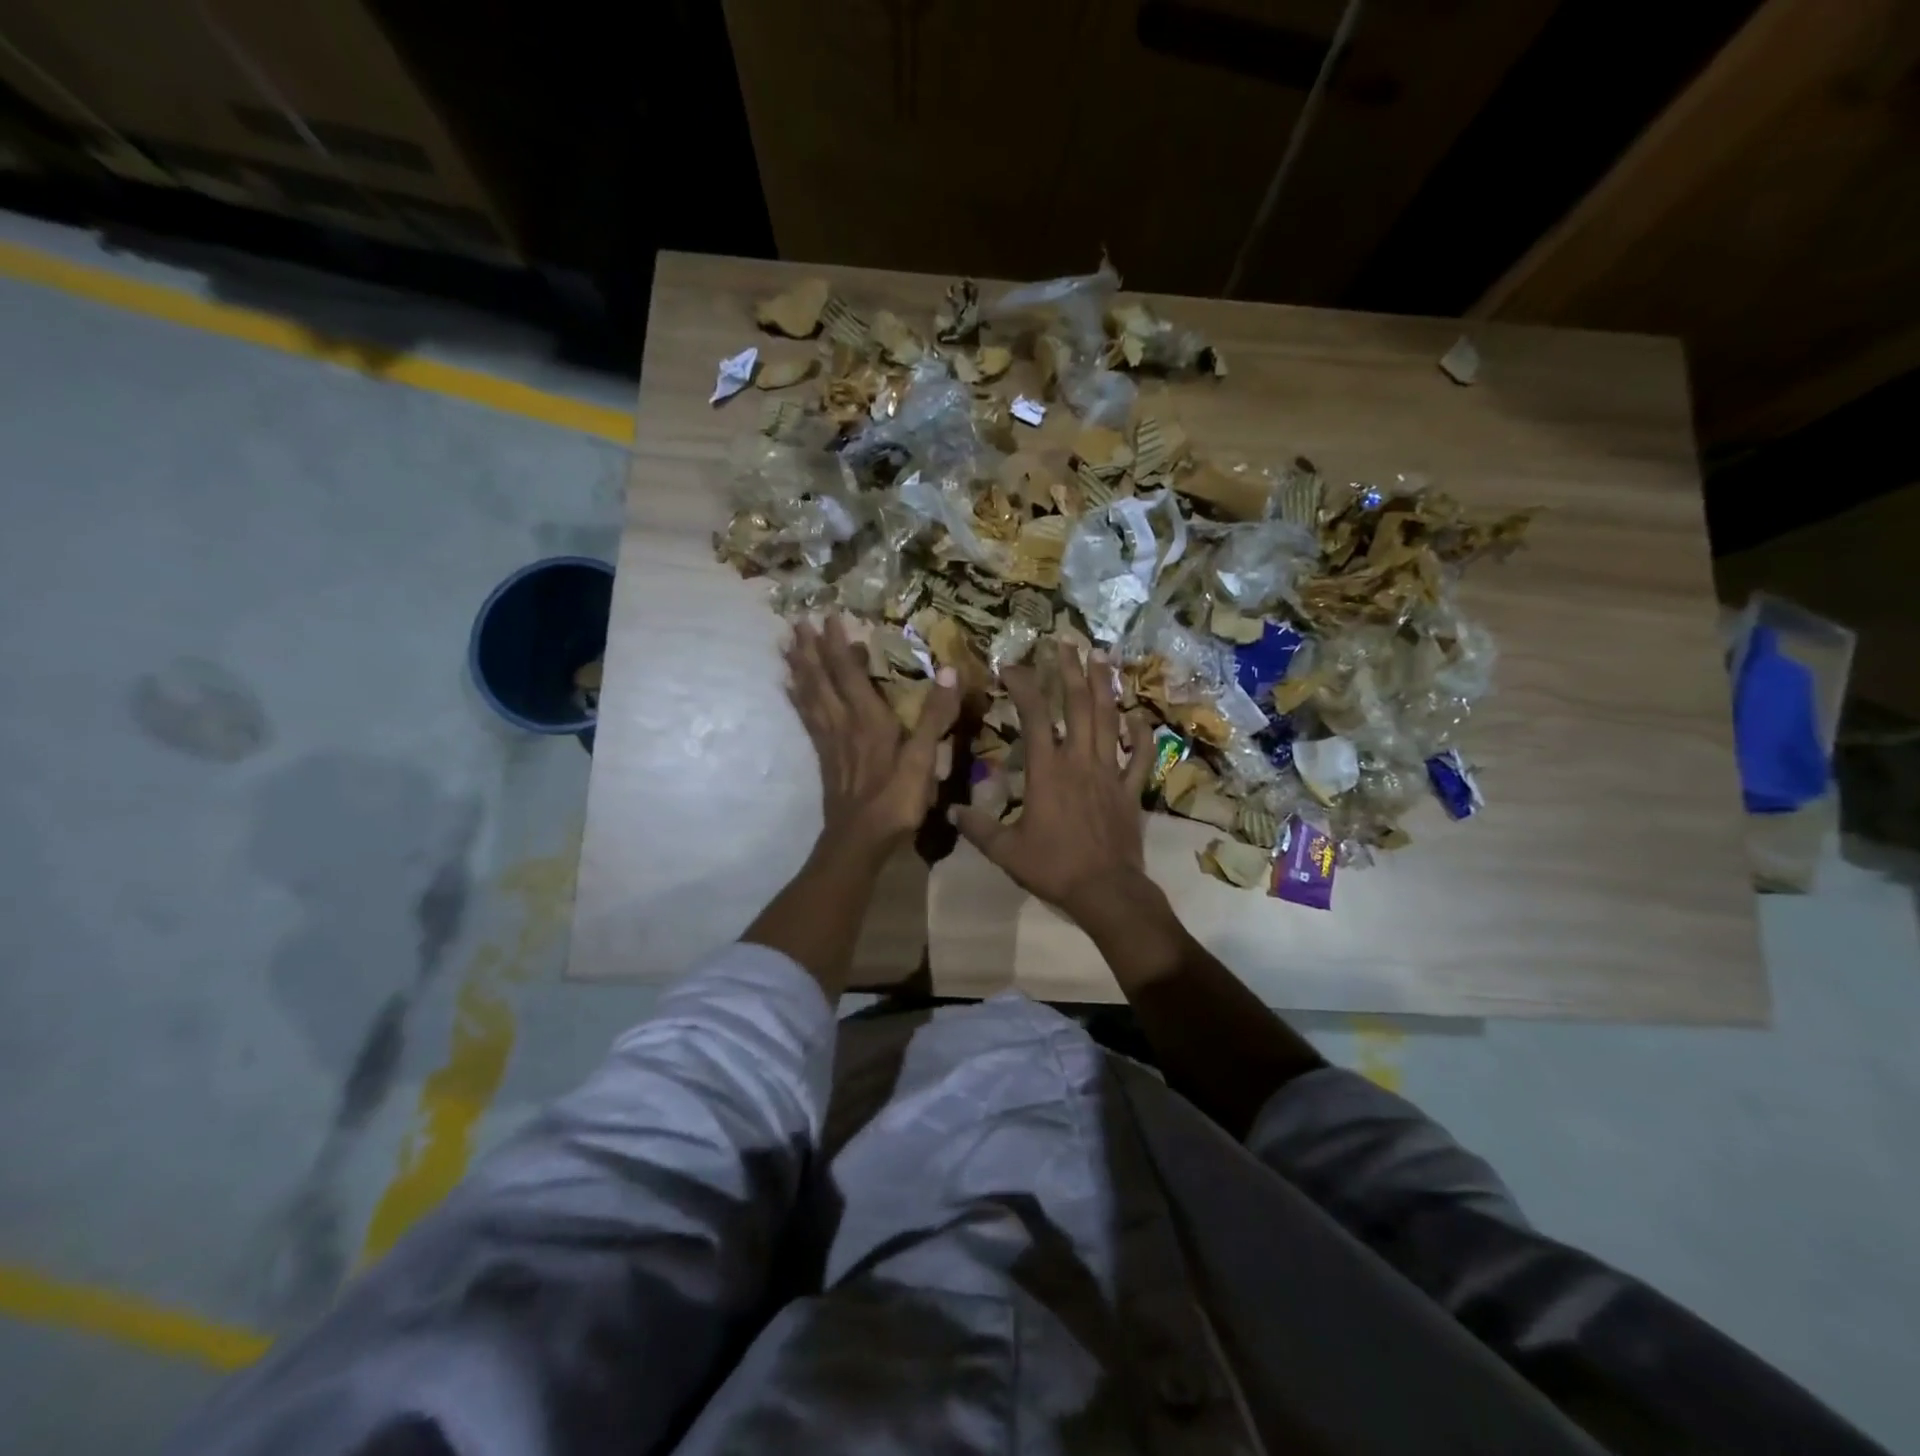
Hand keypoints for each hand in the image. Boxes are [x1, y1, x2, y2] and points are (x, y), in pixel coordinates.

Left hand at [785, 615, 959, 855]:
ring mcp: (830, 741)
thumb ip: (935, 715)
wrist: (859, 841)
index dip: (838, 644)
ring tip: (786, 646)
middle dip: (810, 649)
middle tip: (796, 622)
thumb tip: (950, 671)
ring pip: (809, 696)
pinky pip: (807, 719)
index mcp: (868, 719)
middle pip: (821, 679)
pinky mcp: (824, 757)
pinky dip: (797, 700)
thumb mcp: (924, 759)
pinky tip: (790, 689)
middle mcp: (843, 722)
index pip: (849, 672)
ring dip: (799, 669)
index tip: (829, 616)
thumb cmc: (896, 800)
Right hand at [954, 643, 1155, 924]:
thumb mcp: (1006, 850)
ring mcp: (1110, 772)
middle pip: (1077, 705)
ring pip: (1109, 720)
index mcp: (1047, 770)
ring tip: (1102, 657)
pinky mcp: (1131, 790)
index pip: (1034, 715)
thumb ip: (978, 828)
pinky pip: (1141, 756)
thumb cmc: (1053, 867)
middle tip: (1066, 642)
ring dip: (1105, 686)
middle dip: (1070, 670)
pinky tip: (1138, 716)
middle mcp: (1080, 761)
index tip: (1010, 666)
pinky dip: (1141, 734)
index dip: (1023, 685)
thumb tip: (951, 811)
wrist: (1106, 891)